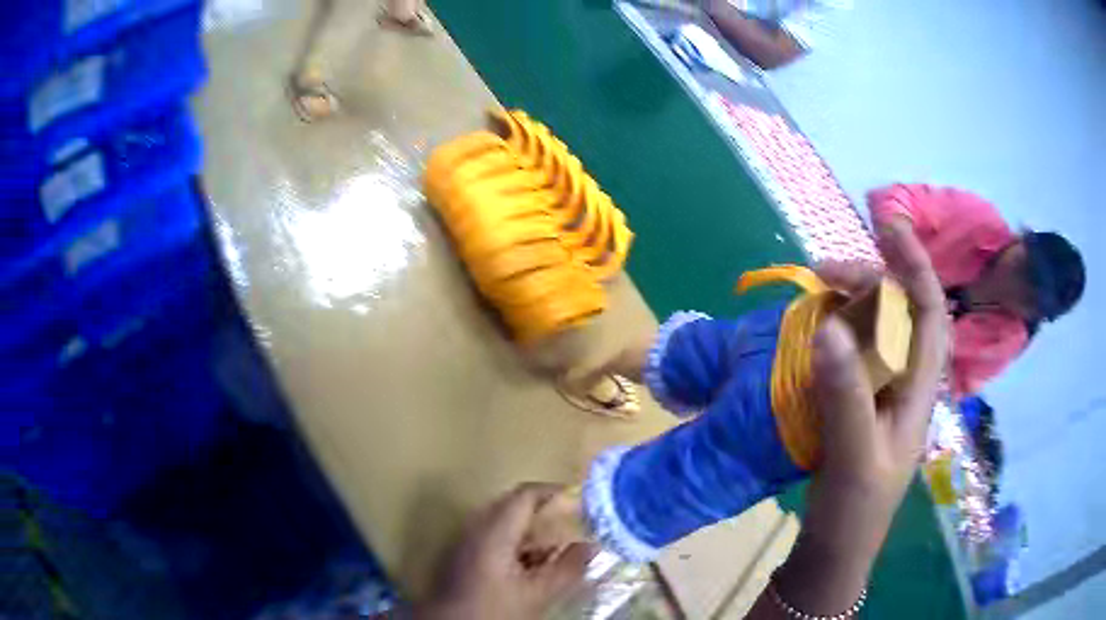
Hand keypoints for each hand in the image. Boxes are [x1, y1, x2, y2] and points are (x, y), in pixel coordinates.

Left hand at [416, 483, 594, 619]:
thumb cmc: (494, 609)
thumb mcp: (538, 593)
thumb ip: (568, 568)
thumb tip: (591, 547)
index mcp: (493, 530)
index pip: (525, 495)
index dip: (553, 491)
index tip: (579, 498)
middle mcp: (474, 529)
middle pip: (512, 506)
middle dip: (544, 513)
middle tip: (571, 524)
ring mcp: (463, 542)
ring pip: (501, 524)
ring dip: (530, 533)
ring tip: (555, 551)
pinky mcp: (459, 557)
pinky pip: (490, 538)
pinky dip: (514, 545)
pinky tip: (529, 567)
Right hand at [816, 216, 947, 500]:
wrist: (837, 544)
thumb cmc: (856, 508)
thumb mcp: (855, 455)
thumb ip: (846, 394)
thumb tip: (827, 324)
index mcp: (920, 388)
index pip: (929, 311)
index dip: (914, 263)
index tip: (888, 224)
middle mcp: (906, 378)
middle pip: (898, 310)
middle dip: (867, 279)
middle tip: (821, 272)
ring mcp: (881, 389)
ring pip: (873, 327)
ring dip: (846, 302)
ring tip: (813, 293)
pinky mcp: (858, 399)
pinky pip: (850, 350)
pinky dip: (832, 330)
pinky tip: (810, 331)